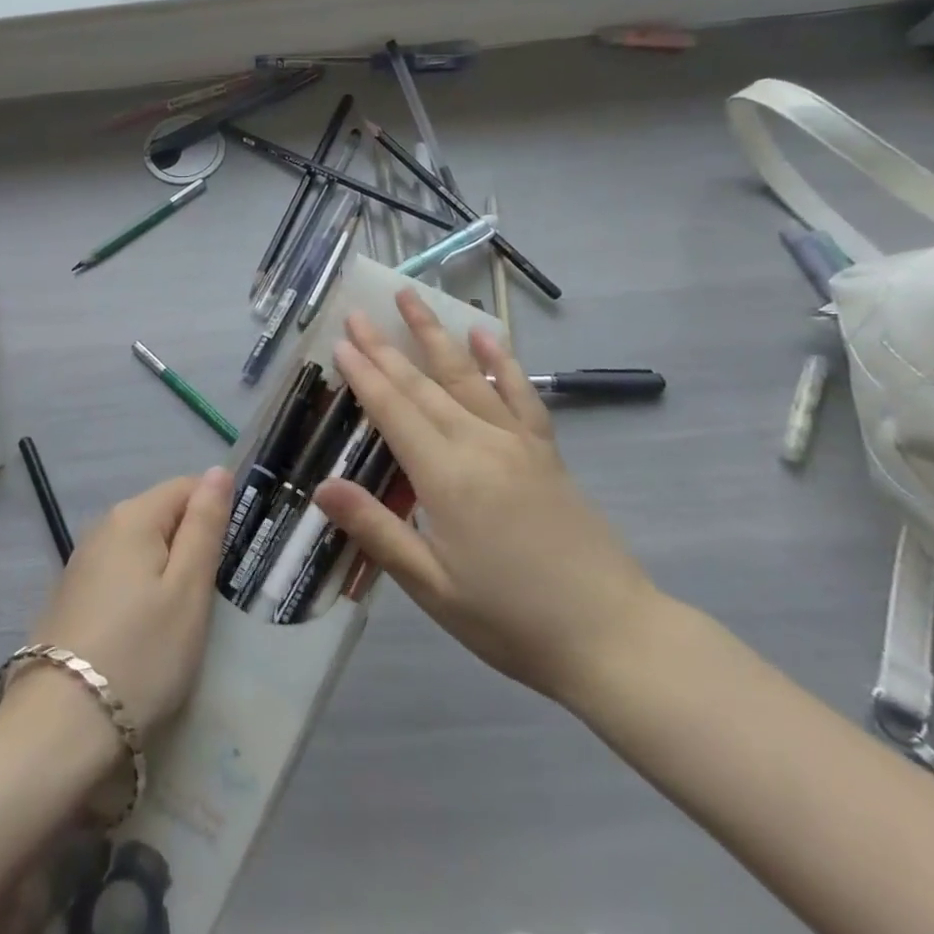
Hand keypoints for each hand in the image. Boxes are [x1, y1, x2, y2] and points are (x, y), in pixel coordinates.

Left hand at [20, 468, 234, 740]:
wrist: (58, 730)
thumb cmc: (140, 654)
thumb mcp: (188, 589)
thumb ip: (205, 525)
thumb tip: (218, 471)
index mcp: (132, 515)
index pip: (187, 486)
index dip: (216, 514)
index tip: (233, 558)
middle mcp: (101, 527)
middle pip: (163, 517)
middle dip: (192, 546)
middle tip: (214, 598)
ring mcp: (81, 564)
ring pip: (141, 550)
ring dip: (167, 574)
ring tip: (184, 622)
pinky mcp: (71, 599)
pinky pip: (120, 578)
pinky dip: (140, 595)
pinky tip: (147, 635)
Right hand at [314, 289, 664, 706]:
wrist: (612, 636)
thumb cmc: (510, 620)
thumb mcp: (432, 587)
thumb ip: (377, 530)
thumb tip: (321, 486)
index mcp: (446, 476)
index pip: (393, 411)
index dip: (364, 374)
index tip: (341, 340)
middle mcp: (479, 444)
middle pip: (422, 385)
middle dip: (386, 347)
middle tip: (359, 311)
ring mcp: (517, 442)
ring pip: (465, 376)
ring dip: (435, 334)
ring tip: (411, 297)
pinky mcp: (545, 451)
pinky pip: (520, 394)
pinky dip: (501, 361)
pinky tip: (487, 335)